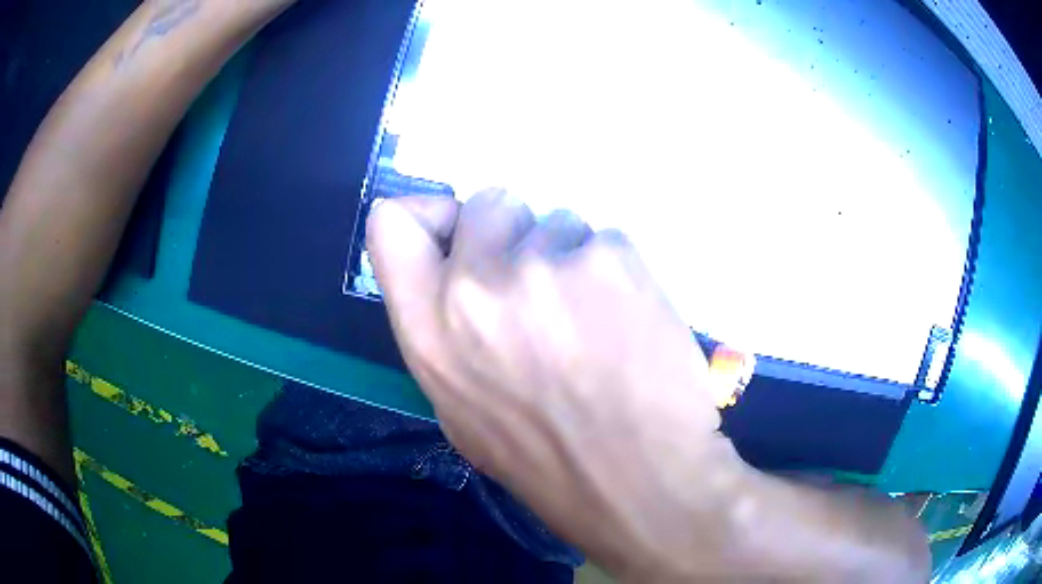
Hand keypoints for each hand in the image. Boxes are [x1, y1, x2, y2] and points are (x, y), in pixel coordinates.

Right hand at [367, 191, 751, 580]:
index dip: (430, 214)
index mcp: (428, 332)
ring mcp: (543, 268)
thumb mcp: (464, 413)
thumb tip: (457, 280)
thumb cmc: (548, 461)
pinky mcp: (609, 259)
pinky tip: (630, 322)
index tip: (461, 233)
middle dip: (514, 233)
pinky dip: (616, 271)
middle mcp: (474, 289)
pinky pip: (606, 240)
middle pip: (488, 203)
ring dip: (570, 258)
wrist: (639, 481)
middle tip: (543, 286)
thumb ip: (447, 335)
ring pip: (555, 221)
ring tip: (595, 321)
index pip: (391, 223)